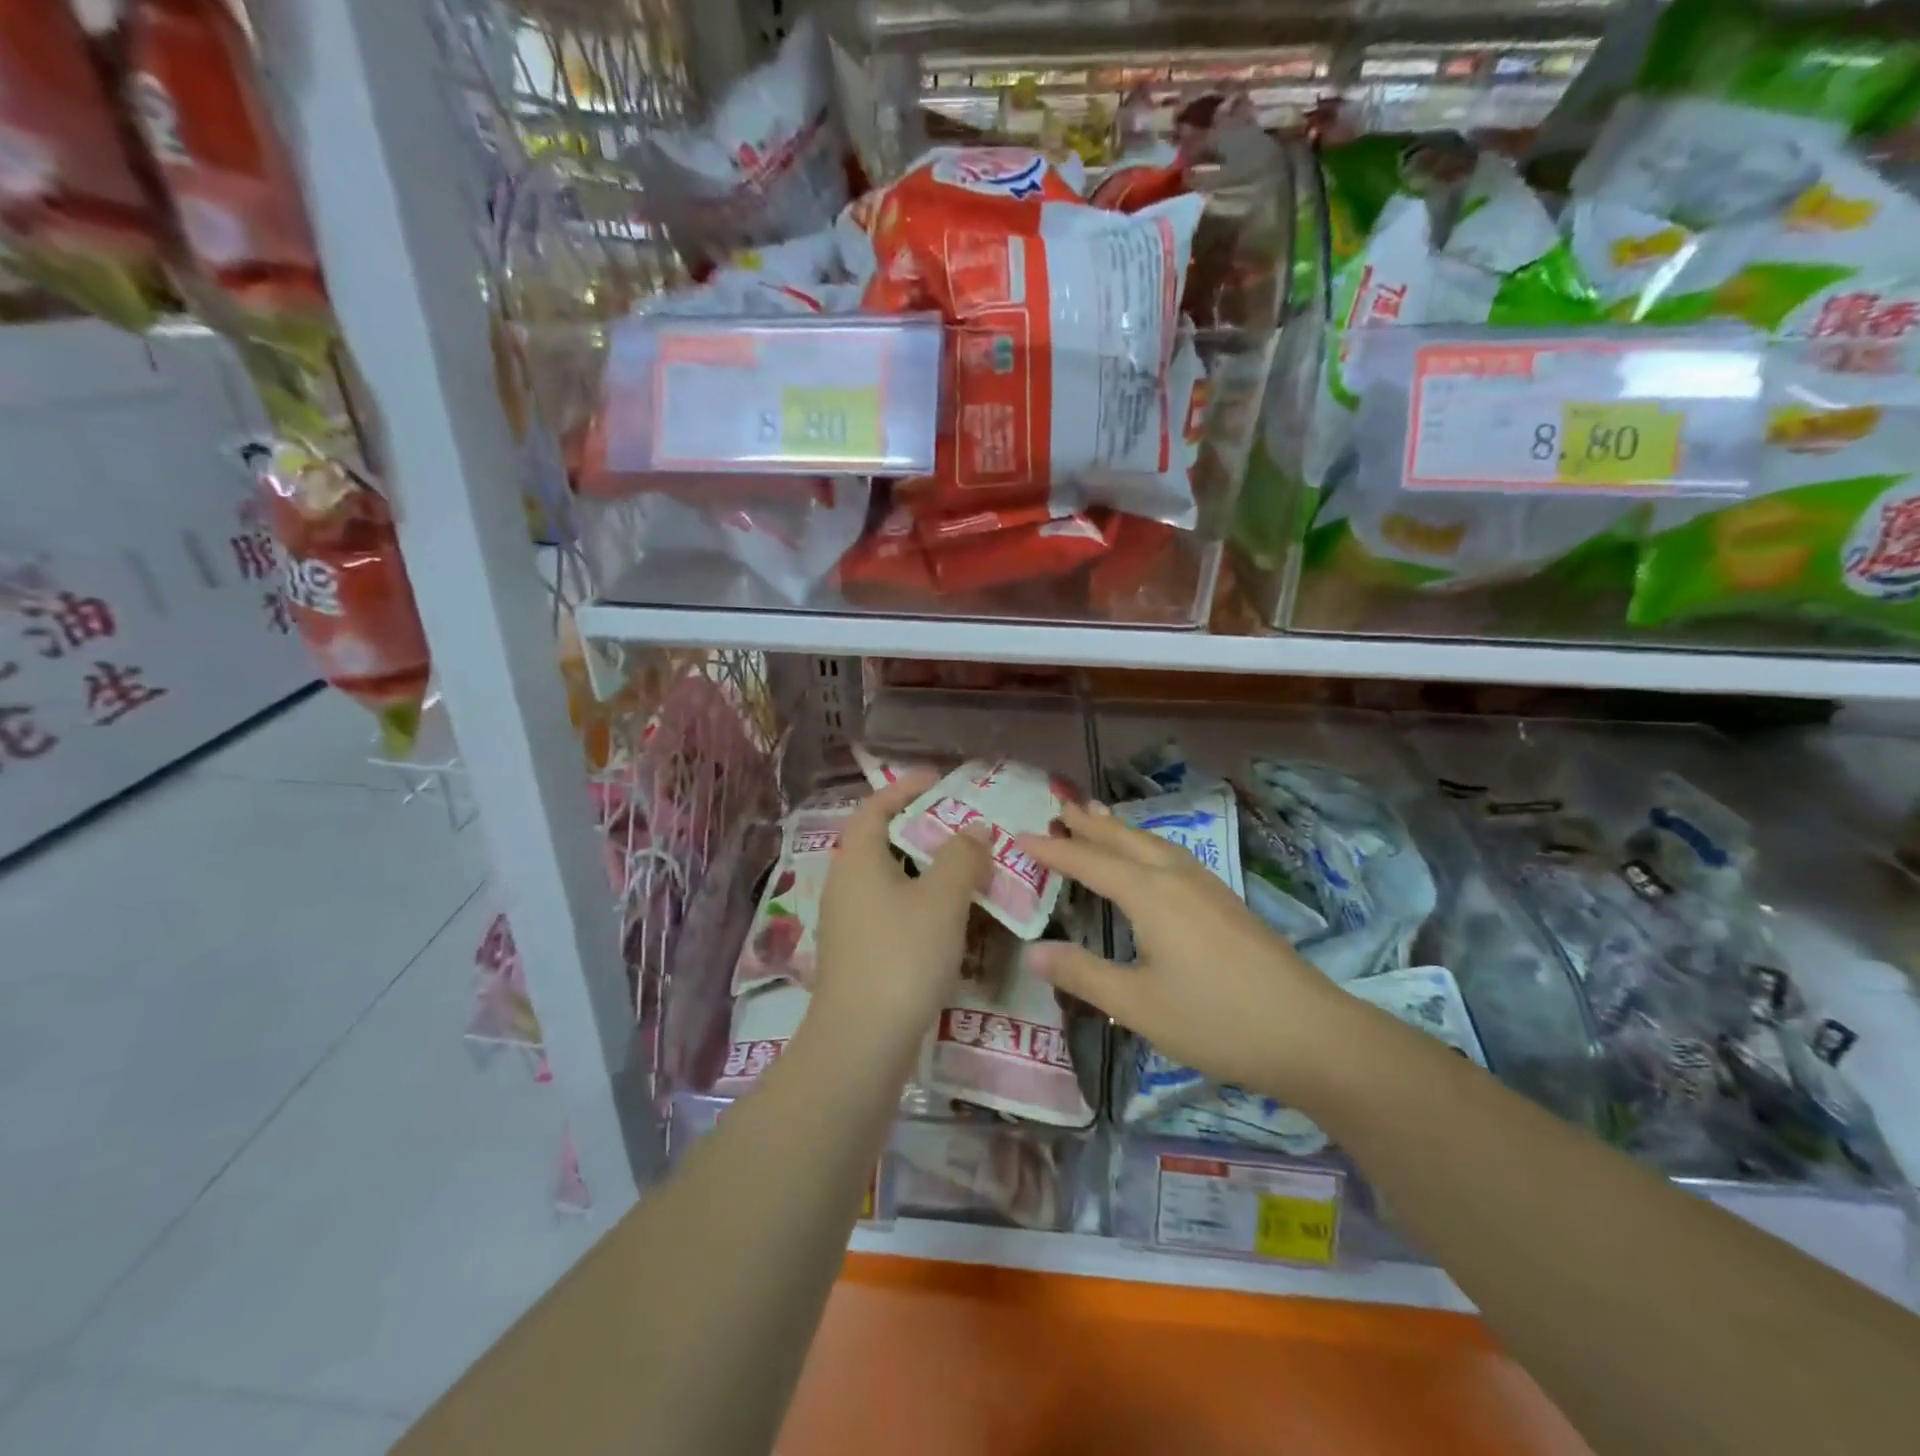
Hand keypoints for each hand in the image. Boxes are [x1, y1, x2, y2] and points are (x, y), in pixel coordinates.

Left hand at [810, 773, 990, 1056]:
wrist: (861, 1042)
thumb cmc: (902, 956)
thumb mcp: (942, 899)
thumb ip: (961, 856)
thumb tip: (974, 830)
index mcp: (858, 858)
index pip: (876, 806)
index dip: (906, 787)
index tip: (941, 780)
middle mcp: (845, 883)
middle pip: (883, 841)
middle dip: (923, 828)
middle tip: (964, 826)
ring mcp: (848, 921)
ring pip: (889, 878)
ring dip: (925, 869)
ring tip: (966, 869)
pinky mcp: (858, 953)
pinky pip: (891, 909)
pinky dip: (919, 901)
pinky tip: (950, 918)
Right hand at [1015, 800, 1351, 1104]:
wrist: (1310, 1033)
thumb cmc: (1215, 1020)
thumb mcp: (1137, 1005)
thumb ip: (1082, 974)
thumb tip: (1032, 951)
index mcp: (1149, 894)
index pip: (1089, 862)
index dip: (1053, 849)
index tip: (1020, 835)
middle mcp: (1176, 877)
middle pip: (1124, 840)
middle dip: (1089, 825)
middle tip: (1060, 807)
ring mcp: (1206, 886)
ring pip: (1153, 844)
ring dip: (1121, 829)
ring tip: (1099, 817)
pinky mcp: (1226, 902)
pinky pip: (1173, 856)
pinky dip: (1146, 845)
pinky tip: (1152, 859)